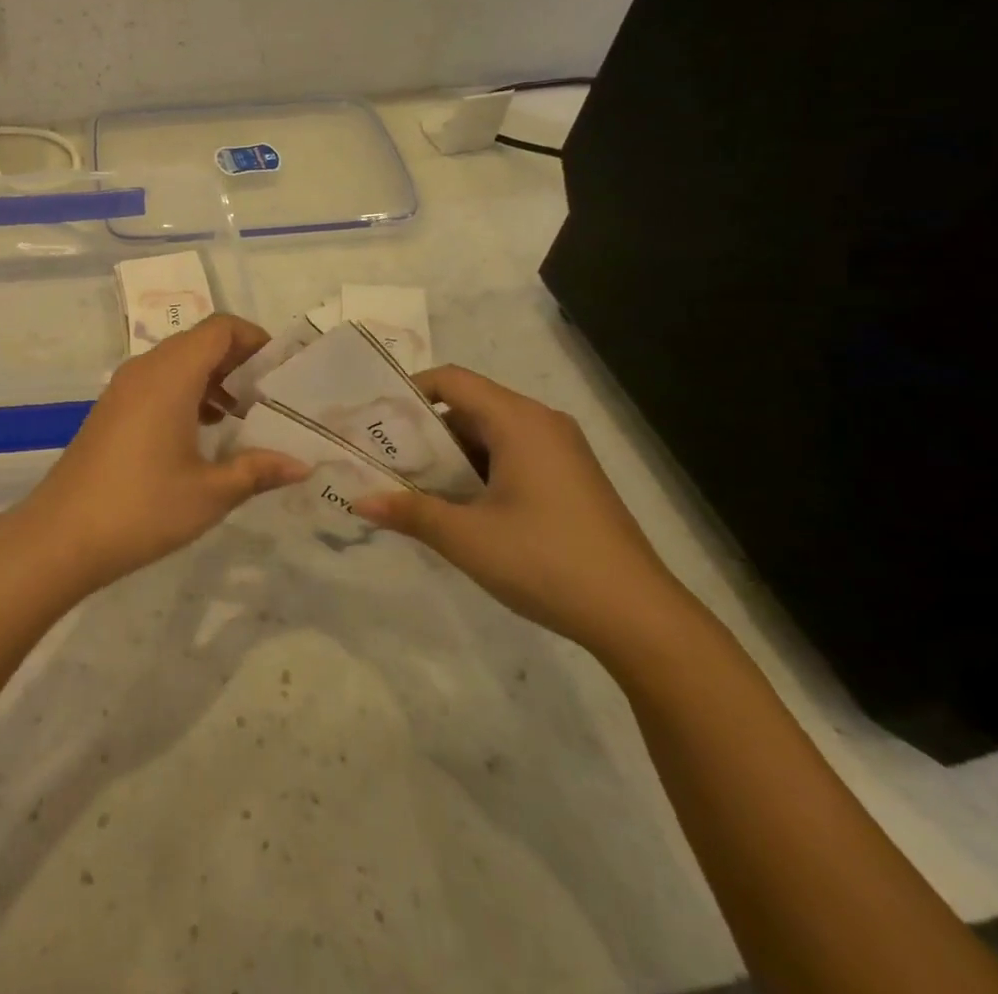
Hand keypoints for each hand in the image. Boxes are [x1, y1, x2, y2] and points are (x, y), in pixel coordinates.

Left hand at [17, 315, 308, 592]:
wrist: (60, 536)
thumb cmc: (142, 507)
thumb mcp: (210, 492)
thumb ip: (258, 470)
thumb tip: (302, 464)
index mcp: (170, 375)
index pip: (220, 329)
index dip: (255, 338)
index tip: (282, 369)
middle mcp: (145, 369)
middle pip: (199, 342)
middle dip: (238, 360)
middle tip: (271, 395)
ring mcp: (123, 388)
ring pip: (177, 363)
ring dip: (212, 378)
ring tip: (243, 415)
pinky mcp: (112, 409)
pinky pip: (157, 382)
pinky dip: (187, 393)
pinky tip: (204, 432)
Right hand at [357, 366, 691, 656]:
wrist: (639, 618)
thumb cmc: (546, 562)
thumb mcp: (467, 538)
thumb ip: (410, 512)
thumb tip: (358, 501)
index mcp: (519, 421)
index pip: (452, 380)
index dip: (409, 392)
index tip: (377, 422)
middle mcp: (542, 424)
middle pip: (469, 407)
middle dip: (424, 432)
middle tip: (386, 461)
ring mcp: (561, 451)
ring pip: (489, 435)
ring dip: (450, 456)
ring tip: (414, 488)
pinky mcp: (570, 479)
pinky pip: (512, 456)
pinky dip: (479, 471)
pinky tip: (461, 509)